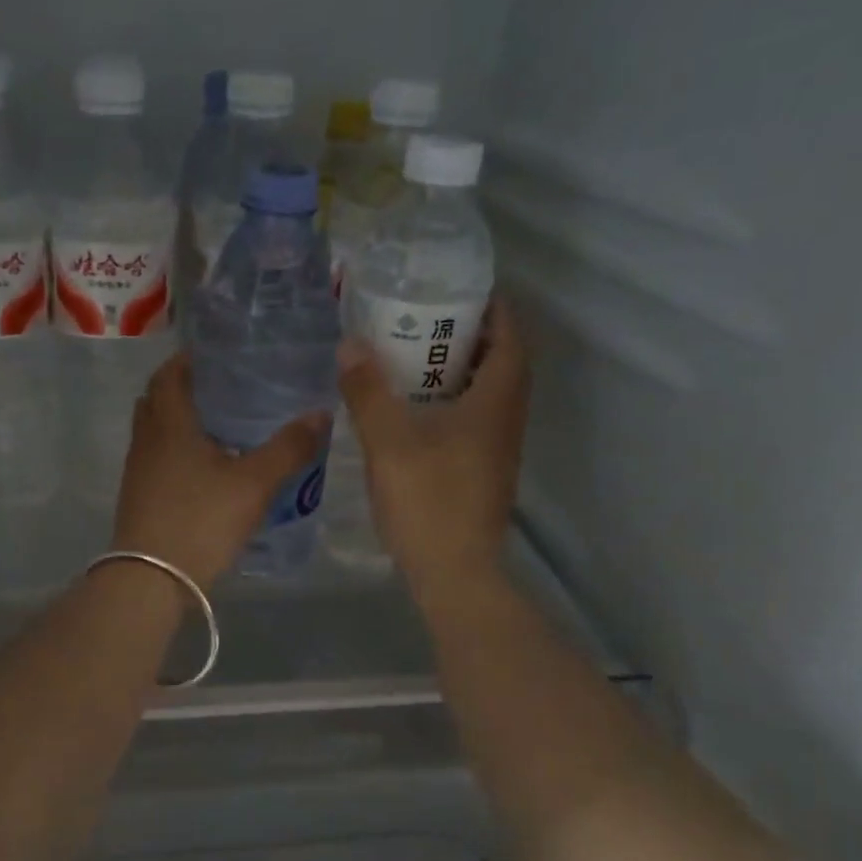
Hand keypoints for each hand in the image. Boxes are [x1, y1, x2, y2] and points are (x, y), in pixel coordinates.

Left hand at [113, 352, 328, 589]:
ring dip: (178, 421)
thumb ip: (289, 448)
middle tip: (221, 387)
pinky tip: (206, 468)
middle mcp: (147, 440)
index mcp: (169, 424)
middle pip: (156, 399)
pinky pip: (156, 458)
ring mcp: (138, 470)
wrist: (151, 579)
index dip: (187, 359)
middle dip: (183, 387)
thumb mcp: (254, 483)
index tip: (216, 354)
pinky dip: (176, 451)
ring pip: (155, 431)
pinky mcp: (138, 497)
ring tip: (219, 425)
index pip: (169, 374)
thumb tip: (320, 413)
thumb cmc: (201, 520)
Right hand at [338, 295, 530, 600]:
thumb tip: (350, 344)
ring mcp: (498, 448)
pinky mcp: (483, 471)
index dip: (493, 307)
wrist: (454, 572)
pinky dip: (453, 400)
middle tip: (427, 318)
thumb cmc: (428, 500)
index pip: (511, 336)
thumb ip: (368, 391)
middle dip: (471, 334)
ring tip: (414, 356)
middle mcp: (507, 419)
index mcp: (496, 401)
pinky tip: (414, 409)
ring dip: (461, 369)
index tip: (460, 288)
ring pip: (488, 393)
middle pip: (501, 361)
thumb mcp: (388, 441)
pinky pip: (475, 418)